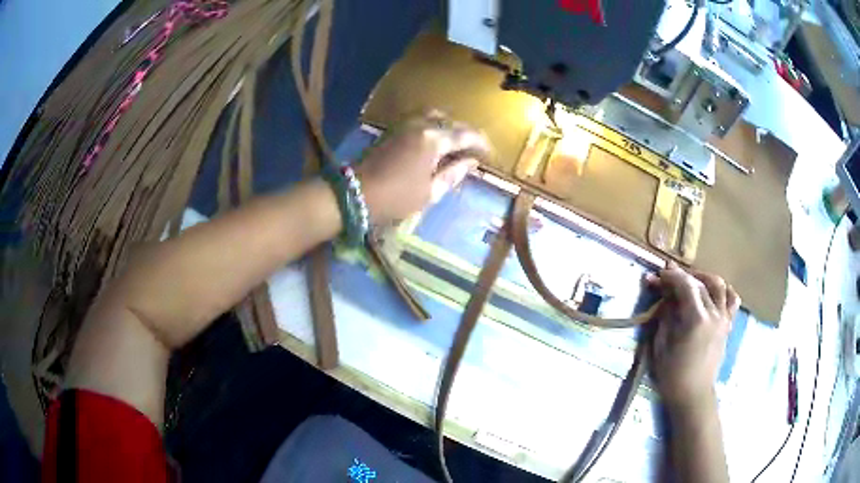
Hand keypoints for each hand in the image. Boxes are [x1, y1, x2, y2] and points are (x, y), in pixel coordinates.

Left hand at [356, 112, 490, 223]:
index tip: (490, 154)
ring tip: (456, 142)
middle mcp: (421, 124)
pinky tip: (435, 139)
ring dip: (449, 126)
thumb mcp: (430, 192)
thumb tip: (471, 162)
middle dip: (467, 133)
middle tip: (476, 148)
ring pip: (434, 116)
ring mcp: (404, 124)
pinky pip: (420, 119)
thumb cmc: (396, 197)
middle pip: (451, 122)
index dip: (481, 143)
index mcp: (433, 140)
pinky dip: (434, 125)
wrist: (355, 193)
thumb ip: (454, 173)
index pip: (465, 135)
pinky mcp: (393, 128)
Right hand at [648, 263, 739, 410]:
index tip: (659, 274)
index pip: (686, 285)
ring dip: (704, 278)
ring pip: (719, 285)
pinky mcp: (727, 325)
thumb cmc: (673, 375)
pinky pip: (732, 299)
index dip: (671, 276)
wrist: (694, 395)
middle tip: (668, 278)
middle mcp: (714, 314)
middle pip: (700, 283)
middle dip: (682, 276)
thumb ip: (665, 317)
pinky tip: (713, 292)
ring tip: (692, 281)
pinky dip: (724, 290)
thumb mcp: (661, 346)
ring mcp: (724, 319)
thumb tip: (665, 298)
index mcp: (696, 319)